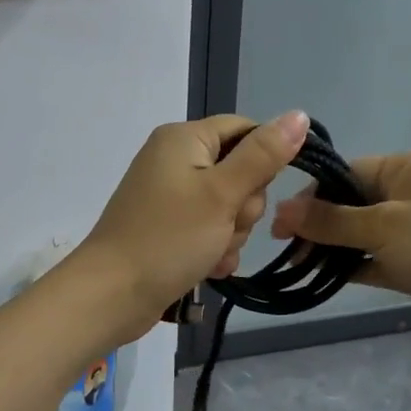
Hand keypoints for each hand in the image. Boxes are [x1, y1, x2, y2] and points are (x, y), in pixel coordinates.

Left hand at [77, 111, 309, 341]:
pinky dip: (215, 247)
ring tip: (213, 252)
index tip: (258, 191)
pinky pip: (209, 228)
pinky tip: (209, 267)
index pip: (245, 130)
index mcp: (184, 138)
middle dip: (243, 206)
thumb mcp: (222, 194)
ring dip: (231, 233)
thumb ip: (263, 155)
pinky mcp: (169, 226)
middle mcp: (176, 159)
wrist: (111, 295)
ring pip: (228, 205)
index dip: (264, 160)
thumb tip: (299, 115)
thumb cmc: (168, 238)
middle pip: (240, 171)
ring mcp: (171, 195)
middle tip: (226, 226)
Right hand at [271, 149, 410, 344]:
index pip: (348, 173)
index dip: (314, 195)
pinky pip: (378, 260)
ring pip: (364, 235)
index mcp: (407, 168)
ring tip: (297, 264)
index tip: (283, 221)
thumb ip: (331, 221)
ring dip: (335, 248)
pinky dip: (355, 267)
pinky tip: (324, 278)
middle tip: (286, 246)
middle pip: (353, 203)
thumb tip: (282, 210)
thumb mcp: (382, 226)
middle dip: (320, 224)